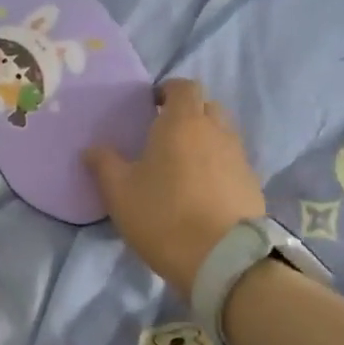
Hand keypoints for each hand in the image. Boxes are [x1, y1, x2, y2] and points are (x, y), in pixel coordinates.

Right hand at [84, 78, 266, 296]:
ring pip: (222, 135)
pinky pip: (232, 163)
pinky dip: (218, 167)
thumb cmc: (163, 216)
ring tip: (184, 166)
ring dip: (205, 141)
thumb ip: (104, 164)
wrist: (221, 258)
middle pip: (207, 107)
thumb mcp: (119, 192)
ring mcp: (239, 157)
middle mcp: (217, 130)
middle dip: (189, 114)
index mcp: (183, 122)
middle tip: (166, 136)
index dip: (168, 91)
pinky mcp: (252, 183)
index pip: (183, 87)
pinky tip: (203, 191)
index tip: (152, 106)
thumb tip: (91, 149)